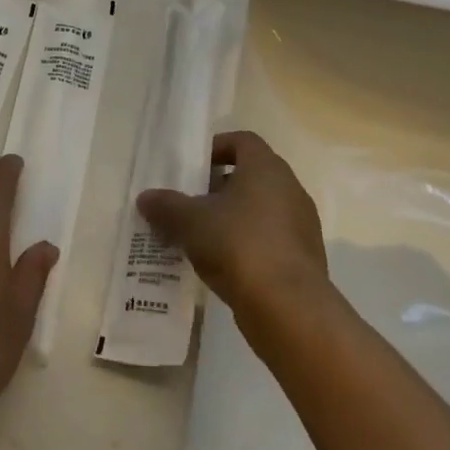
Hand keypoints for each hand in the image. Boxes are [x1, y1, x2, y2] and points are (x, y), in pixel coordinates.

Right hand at [136, 130, 326, 315]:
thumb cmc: (238, 245)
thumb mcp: (191, 222)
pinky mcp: (303, 259)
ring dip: (232, 218)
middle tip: (189, 204)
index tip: (193, 168)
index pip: (243, 141)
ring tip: (200, 238)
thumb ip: (166, 206)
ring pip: (260, 210)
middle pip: (251, 176)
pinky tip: (222, 265)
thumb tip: (145, 198)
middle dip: (218, 188)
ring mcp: (301, 226)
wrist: (289, 308)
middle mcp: (290, 189)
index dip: (217, 148)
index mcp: (266, 168)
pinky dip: (247, 245)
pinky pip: (270, 240)